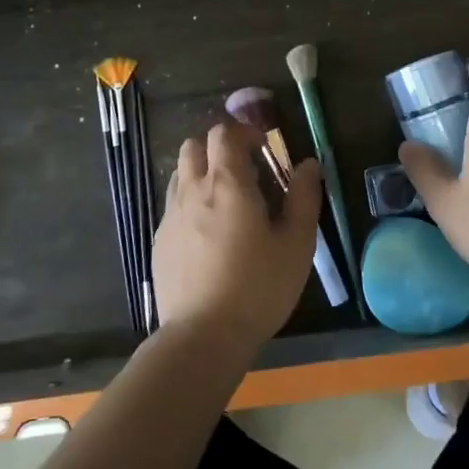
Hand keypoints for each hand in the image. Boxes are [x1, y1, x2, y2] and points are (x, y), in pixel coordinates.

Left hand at [152, 121, 323, 359]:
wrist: (202, 336)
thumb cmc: (258, 287)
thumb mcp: (296, 244)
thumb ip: (303, 198)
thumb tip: (307, 164)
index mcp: (228, 184)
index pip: (224, 134)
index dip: (244, 131)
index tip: (264, 147)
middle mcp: (193, 191)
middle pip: (194, 145)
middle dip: (218, 146)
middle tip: (245, 168)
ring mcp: (171, 216)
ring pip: (180, 173)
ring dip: (202, 171)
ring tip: (226, 198)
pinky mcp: (160, 241)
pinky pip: (173, 204)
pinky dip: (190, 200)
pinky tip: (208, 231)